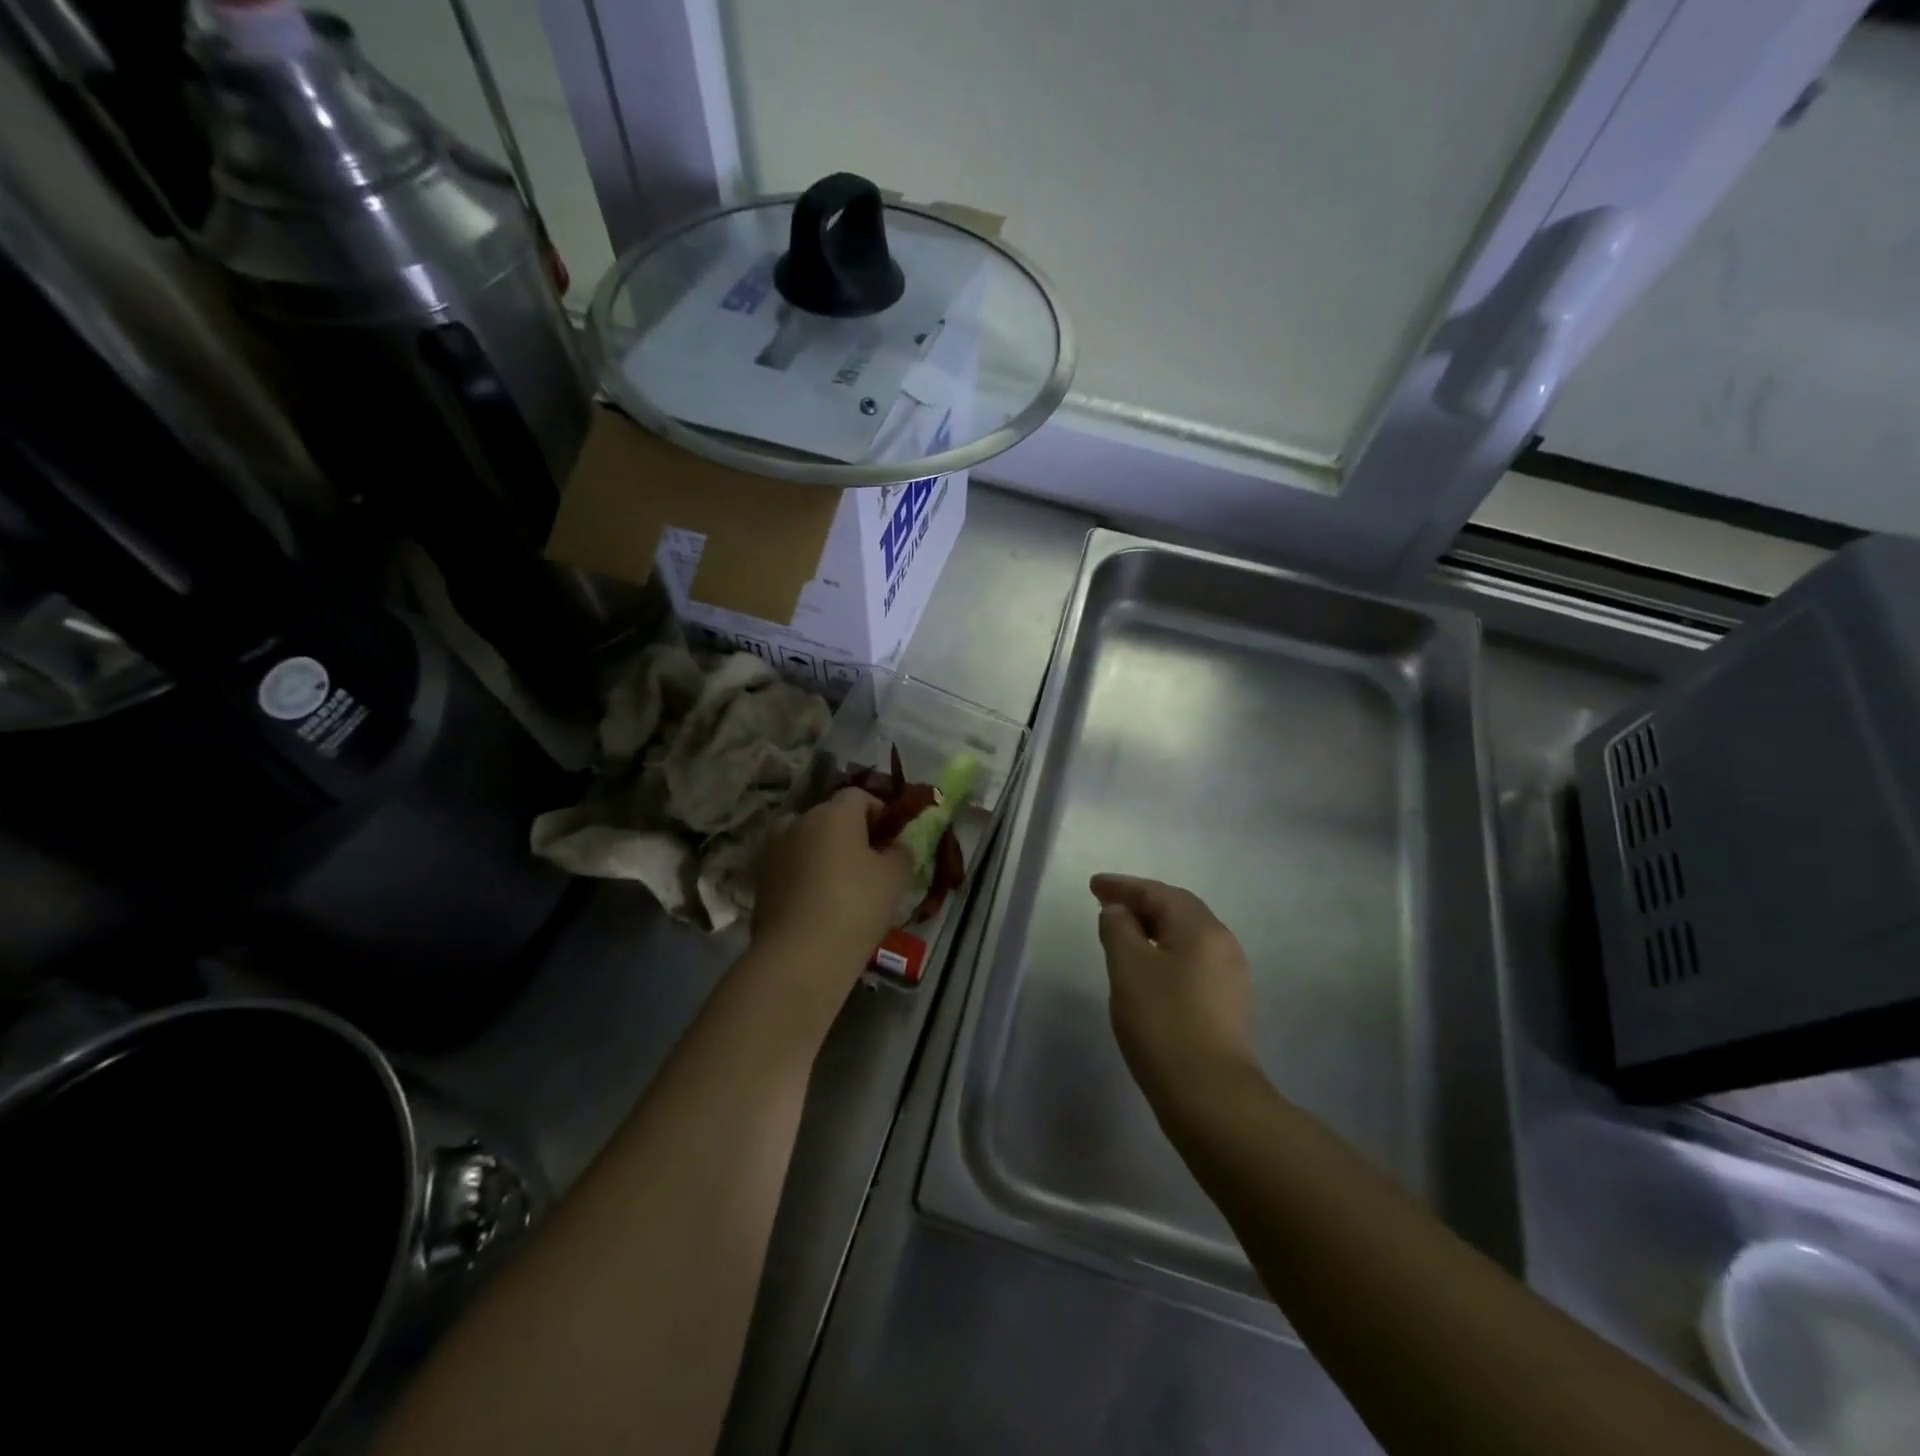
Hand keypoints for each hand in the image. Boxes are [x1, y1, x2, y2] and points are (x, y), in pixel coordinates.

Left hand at [753, 788, 912, 980]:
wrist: (799, 956)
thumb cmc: (855, 906)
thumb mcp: (895, 878)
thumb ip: (901, 852)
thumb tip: (895, 846)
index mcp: (833, 813)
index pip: (859, 797)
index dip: (879, 812)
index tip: (892, 838)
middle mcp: (798, 821)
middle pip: (829, 816)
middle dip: (850, 832)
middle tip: (869, 861)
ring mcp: (773, 849)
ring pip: (805, 839)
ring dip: (822, 851)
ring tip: (840, 881)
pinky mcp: (759, 878)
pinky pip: (790, 864)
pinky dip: (804, 872)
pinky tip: (818, 900)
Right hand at [1091, 874, 1260, 1112]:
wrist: (1210, 1096)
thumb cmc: (1163, 1022)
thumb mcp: (1128, 967)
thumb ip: (1118, 929)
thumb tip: (1118, 912)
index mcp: (1201, 929)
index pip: (1158, 893)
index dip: (1123, 886)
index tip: (1093, 885)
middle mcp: (1223, 944)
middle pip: (1177, 910)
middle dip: (1140, 903)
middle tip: (1105, 904)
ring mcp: (1230, 977)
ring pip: (1185, 937)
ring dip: (1152, 929)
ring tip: (1122, 934)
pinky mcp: (1227, 1005)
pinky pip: (1191, 961)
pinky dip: (1164, 953)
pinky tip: (1146, 969)